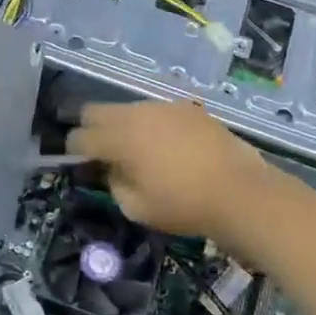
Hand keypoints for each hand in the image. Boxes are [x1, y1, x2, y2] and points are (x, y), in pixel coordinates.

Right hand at [66, 100, 282, 237]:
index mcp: (119, 138)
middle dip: (92, 128)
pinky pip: (157, 112)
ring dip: (124, 126)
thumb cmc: (184, 205)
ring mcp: (164, 107)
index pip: (80, 136)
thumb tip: (112, 169)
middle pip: (96, 110)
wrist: (241, 192)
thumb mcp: (137, 207)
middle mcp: (136, 114)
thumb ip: (114, 183)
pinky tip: (169, 147)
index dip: (74, 150)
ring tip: (140, 151)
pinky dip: (152, 126)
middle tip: (103, 152)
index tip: (80, 163)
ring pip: (128, 108)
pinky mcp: (188, 108)